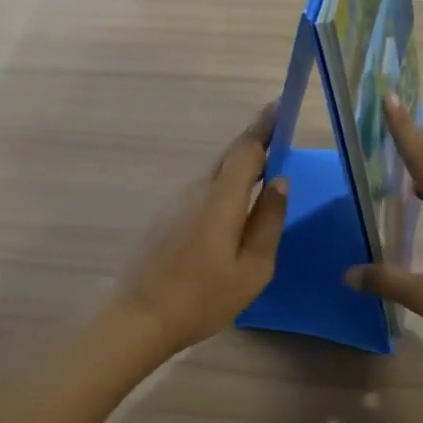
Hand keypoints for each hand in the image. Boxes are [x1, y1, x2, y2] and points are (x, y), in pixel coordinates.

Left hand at [112, 104, 289, 358]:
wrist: (140, 318)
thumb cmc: (203, 298)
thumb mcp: (252, 268)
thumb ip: (269, 222)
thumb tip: (281, 182)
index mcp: (221, 199)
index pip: (247, 148)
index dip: (266, 125)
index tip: (282, 105)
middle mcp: (197, 190)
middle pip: (230, 155)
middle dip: (256, 141)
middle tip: (281, 137)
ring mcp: (177, 202)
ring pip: (216, 173)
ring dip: (241, 167)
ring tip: (265, 174)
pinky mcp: (166, 216)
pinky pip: (203, 190)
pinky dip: (225, 186)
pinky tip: (235, 208)